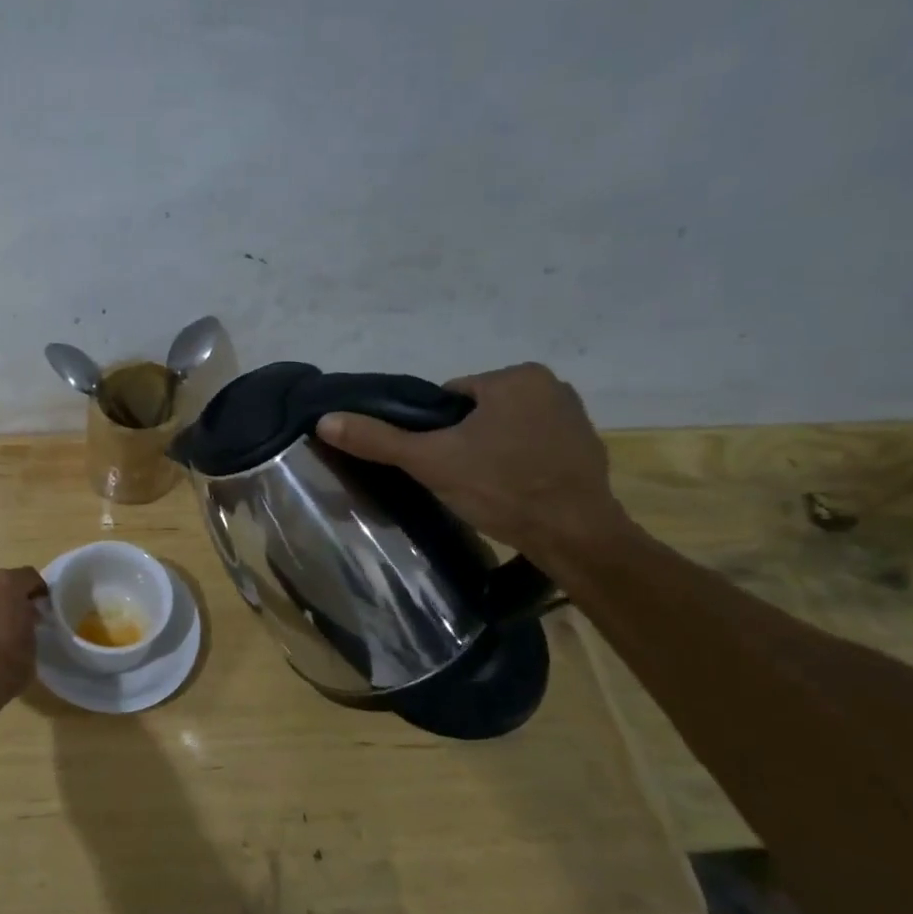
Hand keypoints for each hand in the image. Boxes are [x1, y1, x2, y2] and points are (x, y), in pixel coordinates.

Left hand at [0, 567, 47, 717]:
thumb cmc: (5, 665)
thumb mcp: (32, 643)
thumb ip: (29, 621)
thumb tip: (25, 615)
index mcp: (6, 583)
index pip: (30, 577)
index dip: (38, 591)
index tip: (43, 607)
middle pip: (1, 583)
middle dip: (11, 597)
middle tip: (19, 618)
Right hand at [316, 362, 635, 560]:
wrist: (575, 537)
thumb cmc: (500, 489)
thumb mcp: (430, 462)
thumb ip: (378, 439)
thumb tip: (325, 420)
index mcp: (515, 377)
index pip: (449, 398)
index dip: (433, 431)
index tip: (436, 461)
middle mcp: (551, 384)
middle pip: (477, 412)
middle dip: (463, 440)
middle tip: (457, 478)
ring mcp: (574, 415)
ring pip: (505, 429)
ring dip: (491, 451)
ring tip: (484, 488)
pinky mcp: (587, 446)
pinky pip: (534, 446)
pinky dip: (520, 463)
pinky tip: (513, 491)